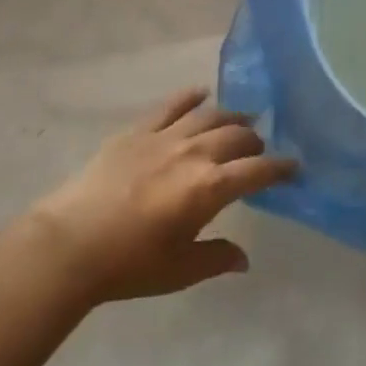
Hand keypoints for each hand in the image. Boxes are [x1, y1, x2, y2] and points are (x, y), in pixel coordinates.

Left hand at [26, 88, 297, 304]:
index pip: (258, 170)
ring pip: (209, 115)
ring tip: (241, 120)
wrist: (70, 244)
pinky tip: (201, 94)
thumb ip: (217, 258)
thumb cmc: (129, 264)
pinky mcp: (138, 130)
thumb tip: (244, 259)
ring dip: (231, 116)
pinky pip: (171, 105)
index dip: (280, 167)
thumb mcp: (180, 270)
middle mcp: (194, 153)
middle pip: (237, 136)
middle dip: (255, 140)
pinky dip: (190, 97)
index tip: (294, 166)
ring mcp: (165, 136)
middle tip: (259, 148)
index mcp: (210, 188)